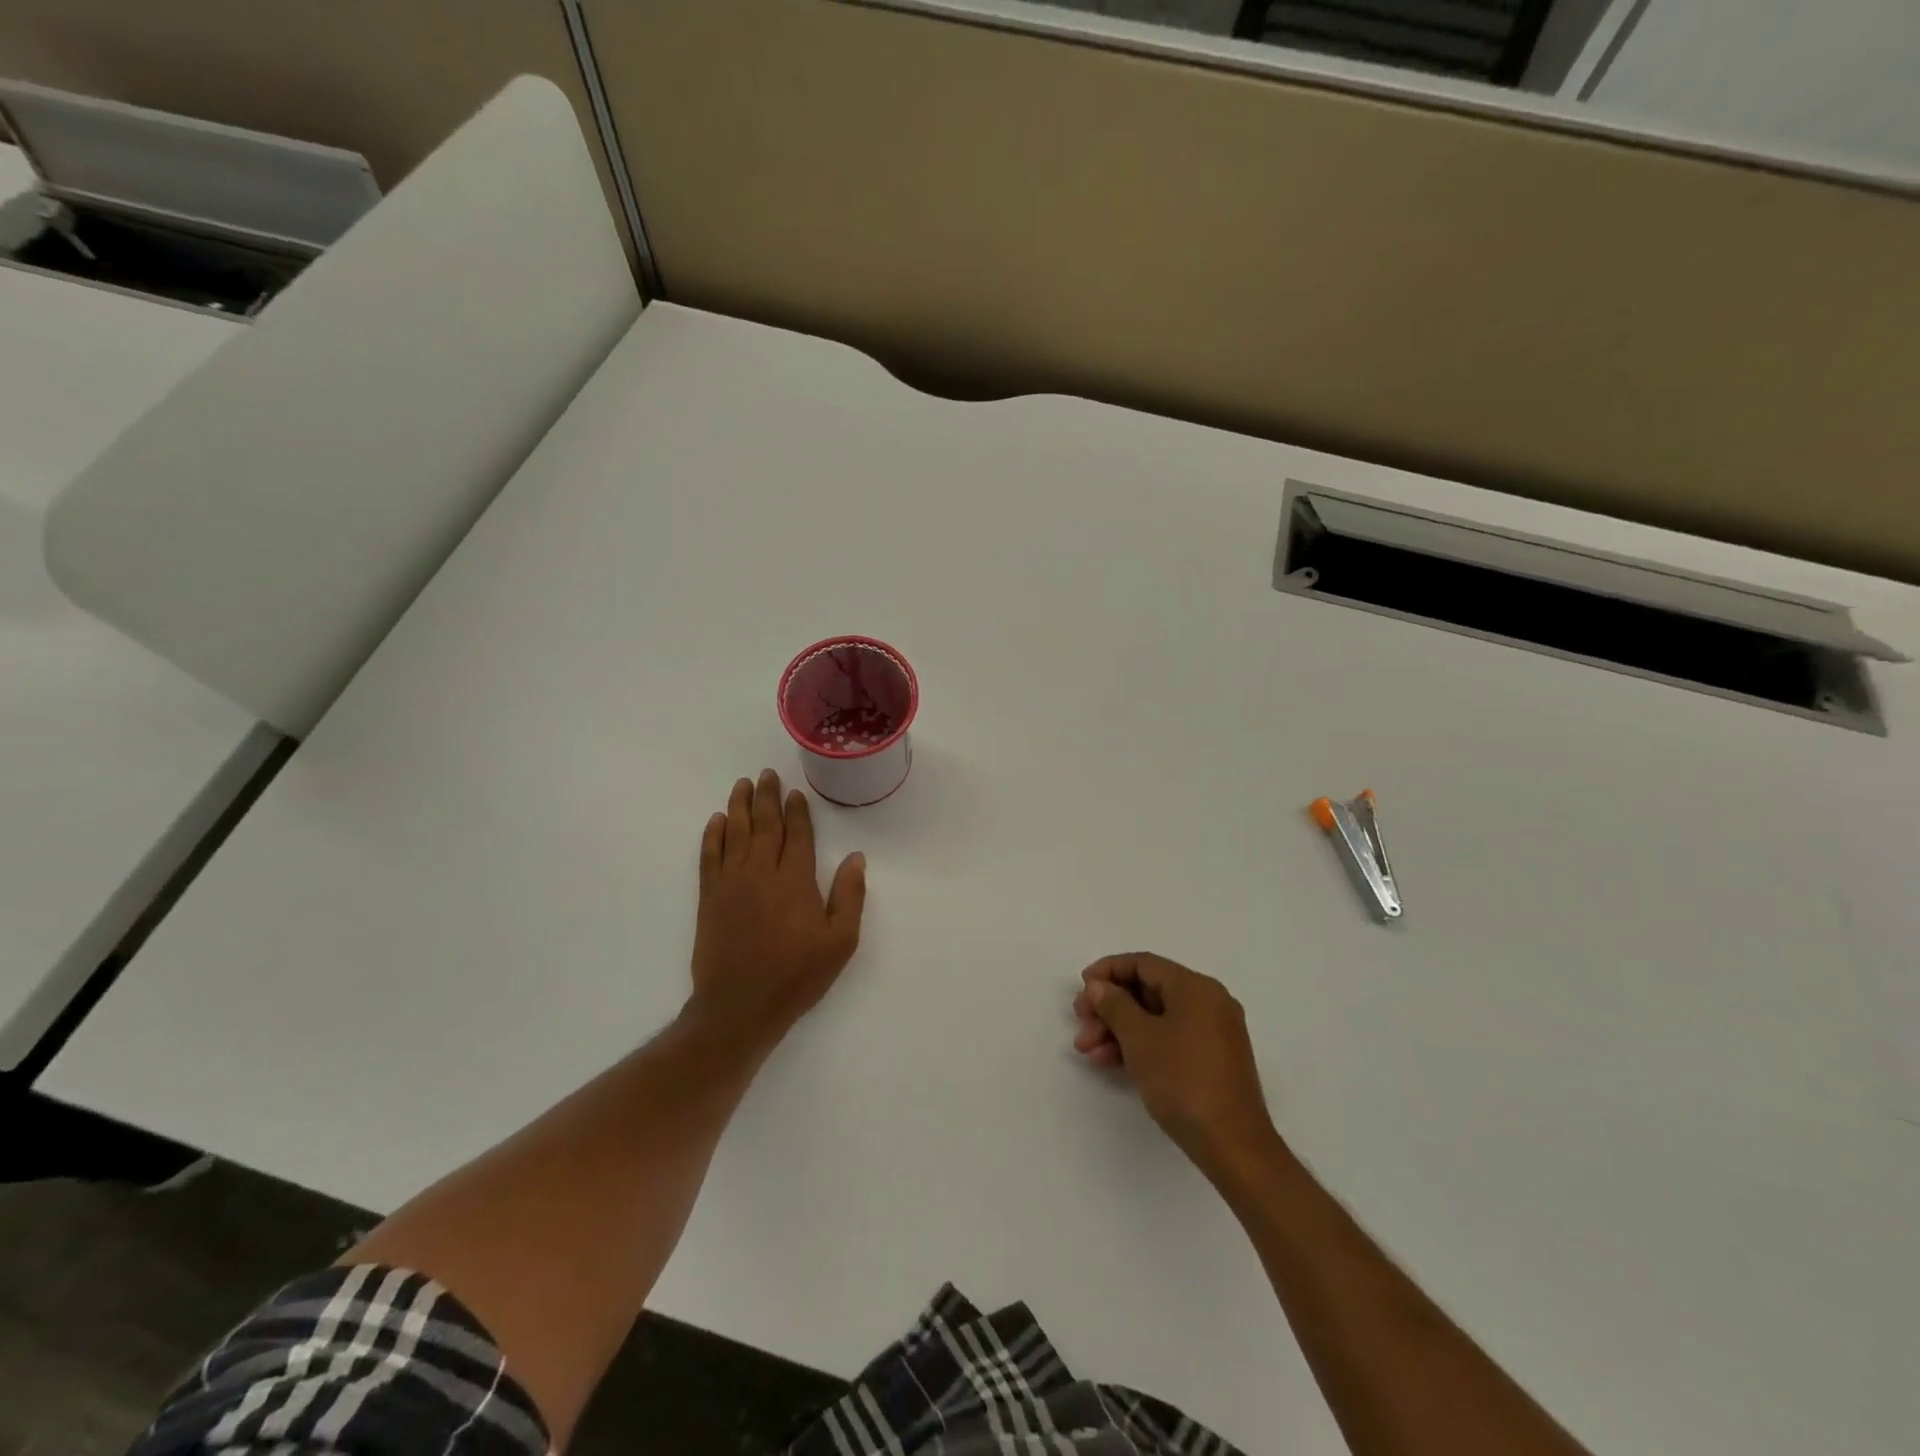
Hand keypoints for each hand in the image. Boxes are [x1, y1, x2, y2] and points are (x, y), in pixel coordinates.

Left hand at [689, 769, 866, 1048]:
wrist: (739, 1007)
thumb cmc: (796, 975)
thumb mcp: (840, 942)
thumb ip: (849, 897)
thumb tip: (856, 858)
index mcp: (795, 880)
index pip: (797, 835)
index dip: (797, 811)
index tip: (796, 792)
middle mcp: (761, 872)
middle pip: (765, 825)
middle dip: (767, 797)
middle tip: (766, 774)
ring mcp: (731, 883)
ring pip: (735, 833)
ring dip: (739, 807)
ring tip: (742, 785)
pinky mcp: (710, 898)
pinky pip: (710, 856)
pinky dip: (713, 835)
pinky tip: (716, 821)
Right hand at [1073, 953, 1278, 1175]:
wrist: (1232, 1145)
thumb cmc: (1183, 1080)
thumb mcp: (1140, 1038)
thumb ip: (1114, 1005)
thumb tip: (1099, 986)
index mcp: (1196, 987)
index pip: (1144, 964)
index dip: (1108, 970)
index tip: (1082, 987)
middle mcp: (1208, 1002)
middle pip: (1148, 990)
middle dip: (1109, 1006)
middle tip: (1081, 1022)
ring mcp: (1212, 1032)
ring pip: (1156, 1017)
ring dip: (1119, 1029)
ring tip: (1088, 1050)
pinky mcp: (1211, 1059)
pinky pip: (1169, 1038)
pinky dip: (1140, 1044)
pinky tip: (1111, 1061)